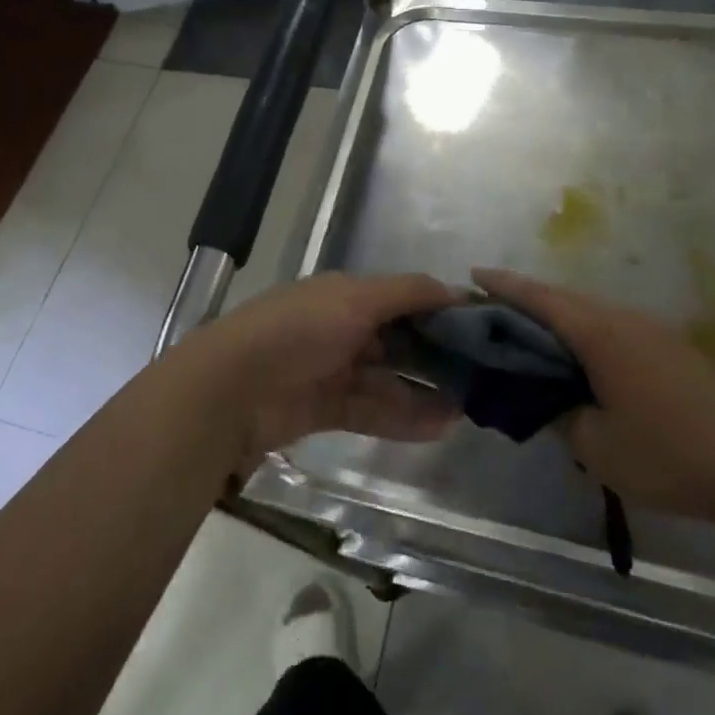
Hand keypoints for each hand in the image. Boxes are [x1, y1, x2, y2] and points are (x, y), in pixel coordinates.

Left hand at [191, 272, 463, 468]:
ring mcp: (333, 369)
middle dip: (438, 354)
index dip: (440, 310)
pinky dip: (404, 417)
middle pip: (399, 340)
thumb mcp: (354, 299)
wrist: (231, 388)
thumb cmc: (298, 330)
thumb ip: (406, 293)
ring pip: (389, 379)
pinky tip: (440, 426)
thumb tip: (455, 289)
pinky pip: (373, 410)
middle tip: (483, 373)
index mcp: (346, 295)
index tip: (482, 327)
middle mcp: (342, 327)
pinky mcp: (325, 408)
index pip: (403, 298)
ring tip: (469, 407)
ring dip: (426, 391)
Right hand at [473, 268, 714, 519]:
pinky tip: (579, 356)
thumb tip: (550, 400)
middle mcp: (622, 318)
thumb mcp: (598, 446)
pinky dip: (583, 331)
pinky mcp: (669, 347)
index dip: (504, 285)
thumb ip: (562, 416)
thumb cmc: (668, 452)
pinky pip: (611, 326)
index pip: (540, 299)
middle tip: (491, 307)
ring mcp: (650, 330)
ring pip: (590, 311)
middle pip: (563, 298)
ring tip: (529, 332)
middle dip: (525, 298)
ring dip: (557, 315)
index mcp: (599, 333)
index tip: (473, 274)